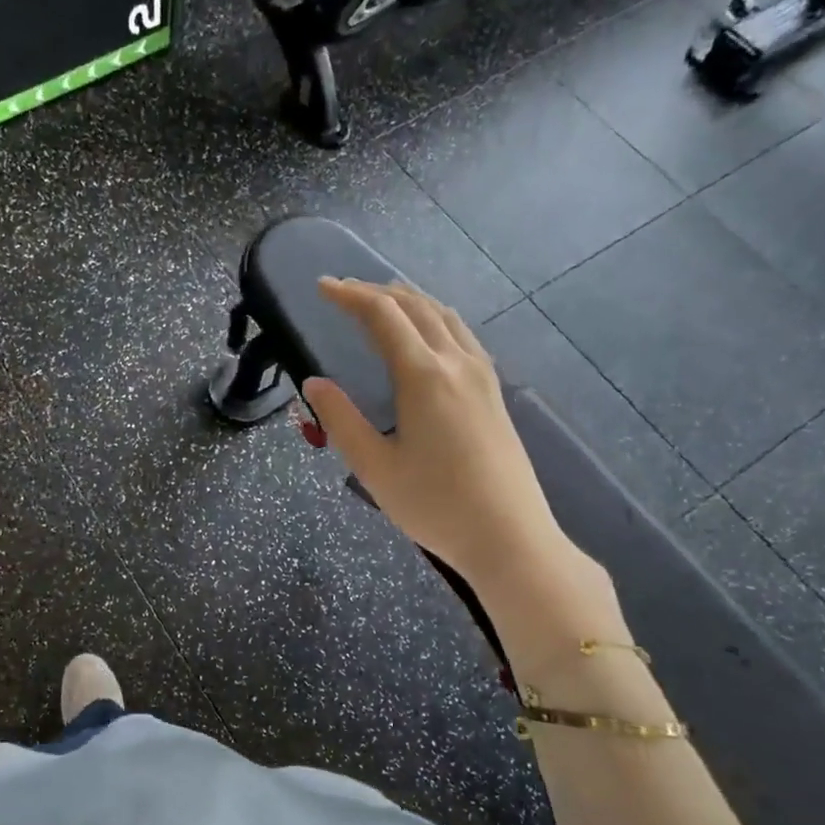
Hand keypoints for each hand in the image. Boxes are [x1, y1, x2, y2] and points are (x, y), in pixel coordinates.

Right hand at [300, 280, 572, 590]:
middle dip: (376, 291)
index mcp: (424, 376)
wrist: (510, 537)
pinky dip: (435, 318)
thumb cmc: (435, 505)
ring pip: (444, 316)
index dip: (350, 295)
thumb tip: (314, 383)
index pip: (383, 316)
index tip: (322, 287)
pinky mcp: (494, 392)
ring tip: (381, 300)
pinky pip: (462, 335)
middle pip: (416, 306)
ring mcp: (482, 375)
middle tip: (343, 291)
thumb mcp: (374, 467)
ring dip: (409, 299)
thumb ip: (341, 419)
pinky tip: (427, 334)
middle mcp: (457, 363)